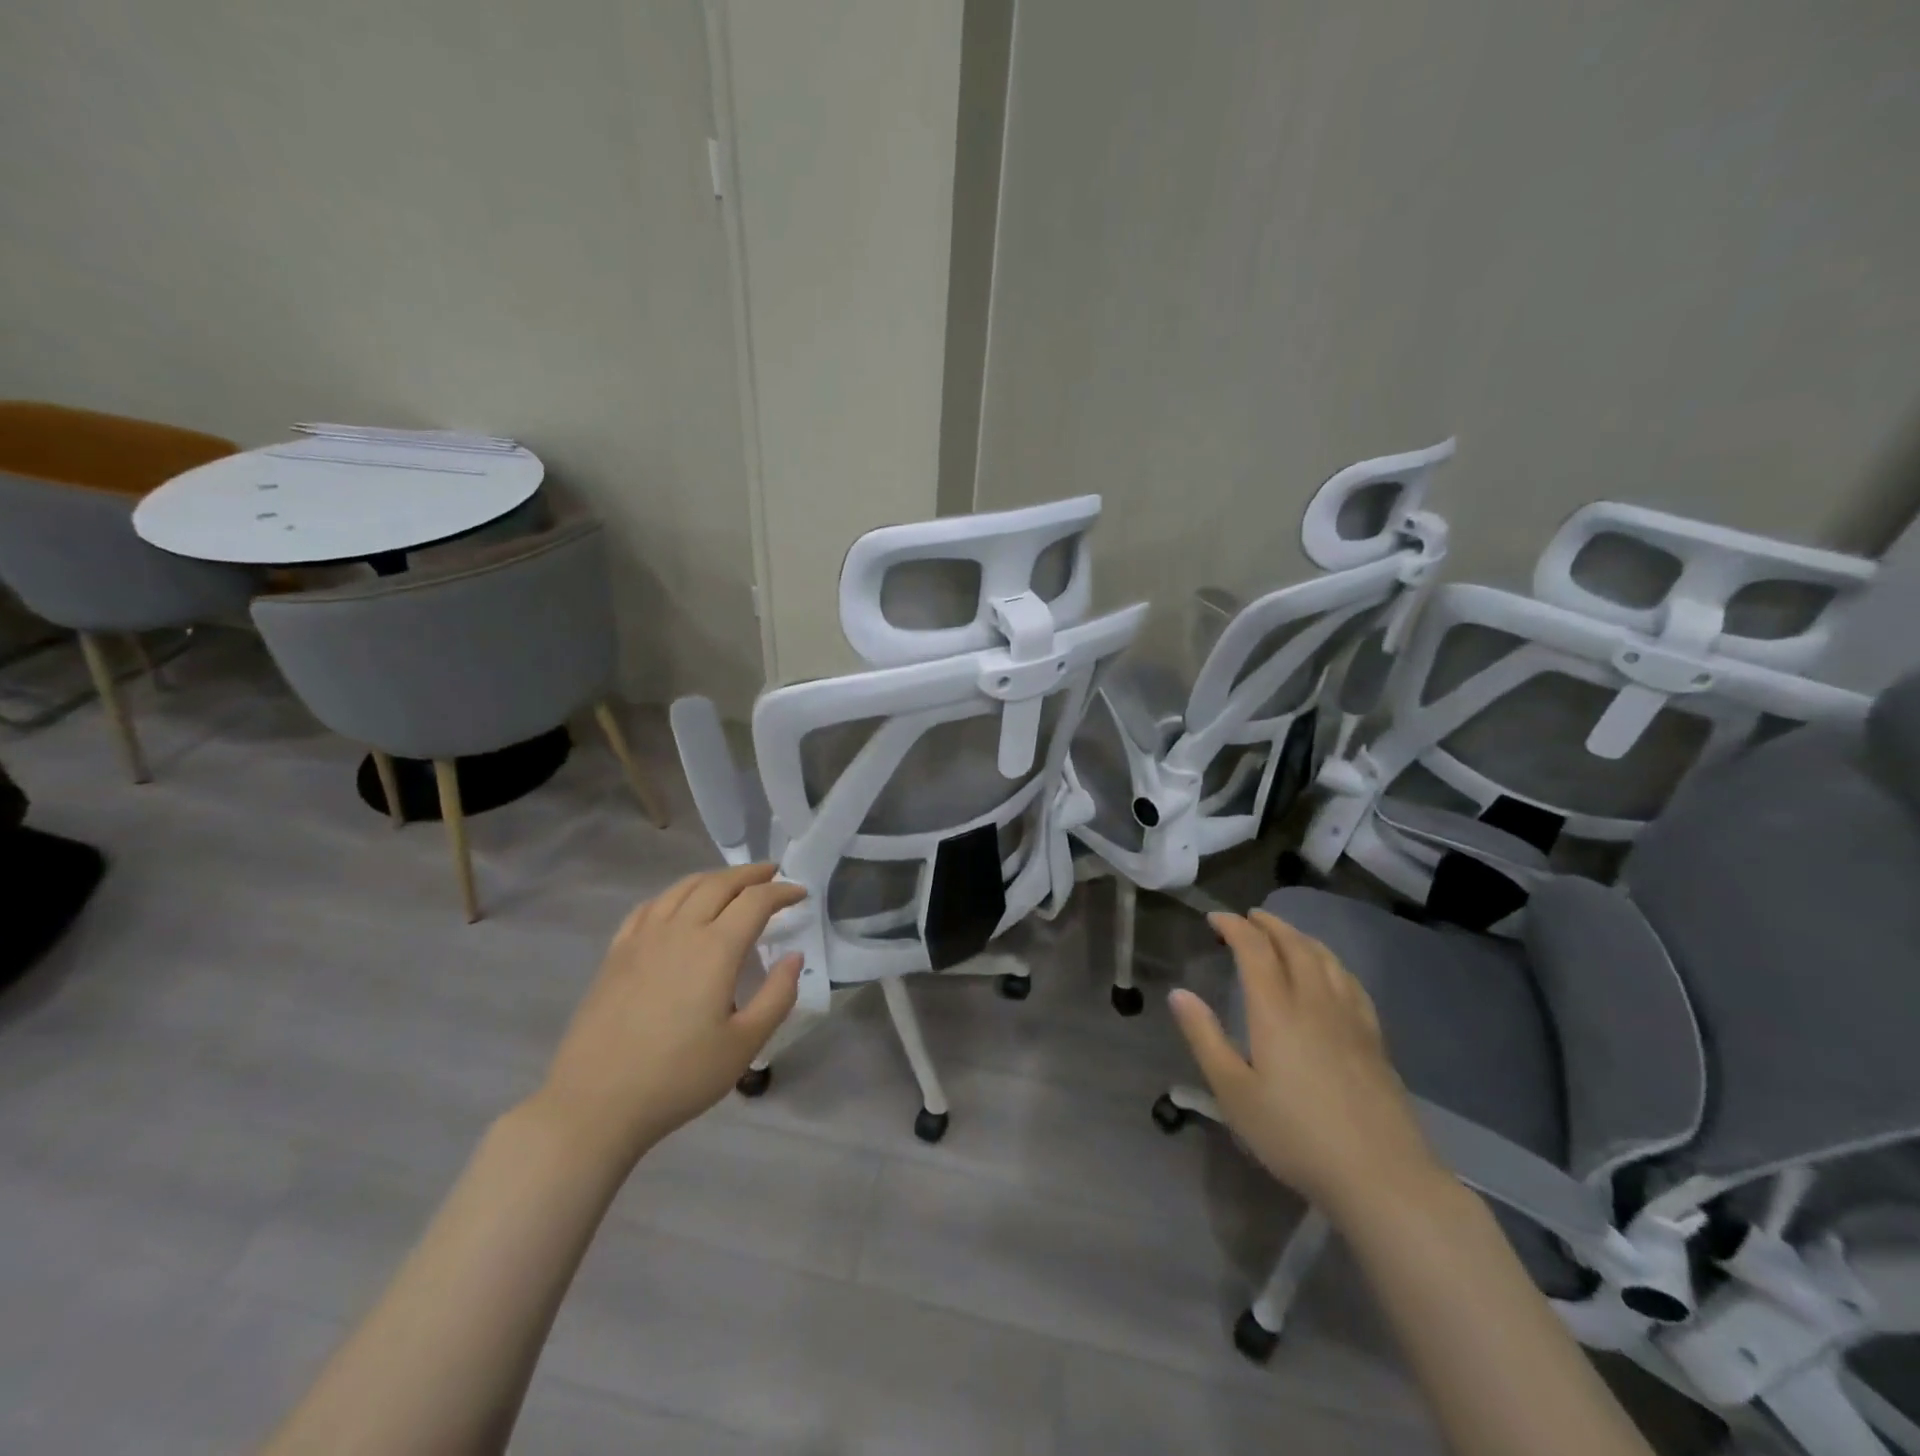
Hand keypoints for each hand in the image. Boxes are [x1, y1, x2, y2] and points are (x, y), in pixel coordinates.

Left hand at [528, 864, 804, 1170]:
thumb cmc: (678, 1077)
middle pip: (719, 884)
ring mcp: (642, 938)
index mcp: (715, 949)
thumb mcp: (744, 1045)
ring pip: (682, 888)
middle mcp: (679, 930)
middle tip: (772, 873)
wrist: (594, 1103)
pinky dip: (674, 894)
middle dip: (750, 874)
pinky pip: (649, 907)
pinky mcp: (616, 954)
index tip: (800, 892)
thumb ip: (777, 996)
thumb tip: (794, 957)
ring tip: (731, 882)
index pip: (755, 902)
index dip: (782, 891)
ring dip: (713, 878)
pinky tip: (678, 904)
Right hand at [1168, 910, 1445, 1220]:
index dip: (1234, 927)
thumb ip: (1205, 1038)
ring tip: (1286, 934)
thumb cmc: (1295, 1135)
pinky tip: (1331, 973)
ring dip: (1301, 937)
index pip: (1255, 950)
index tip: (1215, 918)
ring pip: (1326, 960)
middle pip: (1294, 946)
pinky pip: (1351, 982)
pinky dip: (1332, 963)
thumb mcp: (1234, 1092)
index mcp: (1276, 1011)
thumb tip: (1179, 993)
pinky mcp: (1374, 1040)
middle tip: (1249, 917)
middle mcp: (1315, 1002)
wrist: (1381, 1177)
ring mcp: (1350, 1019)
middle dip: (1269, 924)